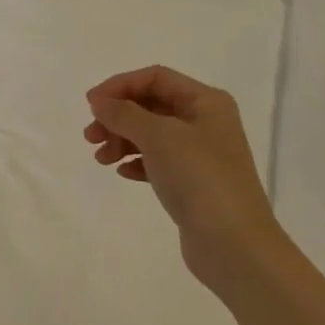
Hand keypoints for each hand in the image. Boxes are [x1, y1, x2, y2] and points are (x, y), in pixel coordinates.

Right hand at [84, 65, 283, 300]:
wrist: (235, 246)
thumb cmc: (199, 179)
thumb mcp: (158, 137)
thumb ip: (124, 114)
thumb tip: (99, 101)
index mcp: (206, 102)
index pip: (155, 78)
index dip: (120, 86)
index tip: (91, 105)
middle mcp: (206, 122)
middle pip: (151, 105)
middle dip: (118, 116)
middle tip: (90, 136)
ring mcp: (201, 154)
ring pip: (151, 134)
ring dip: (122, 140)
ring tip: (101, 159)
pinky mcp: (193, 183)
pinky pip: (157, 161)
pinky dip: (137, 162)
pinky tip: (123, 173)